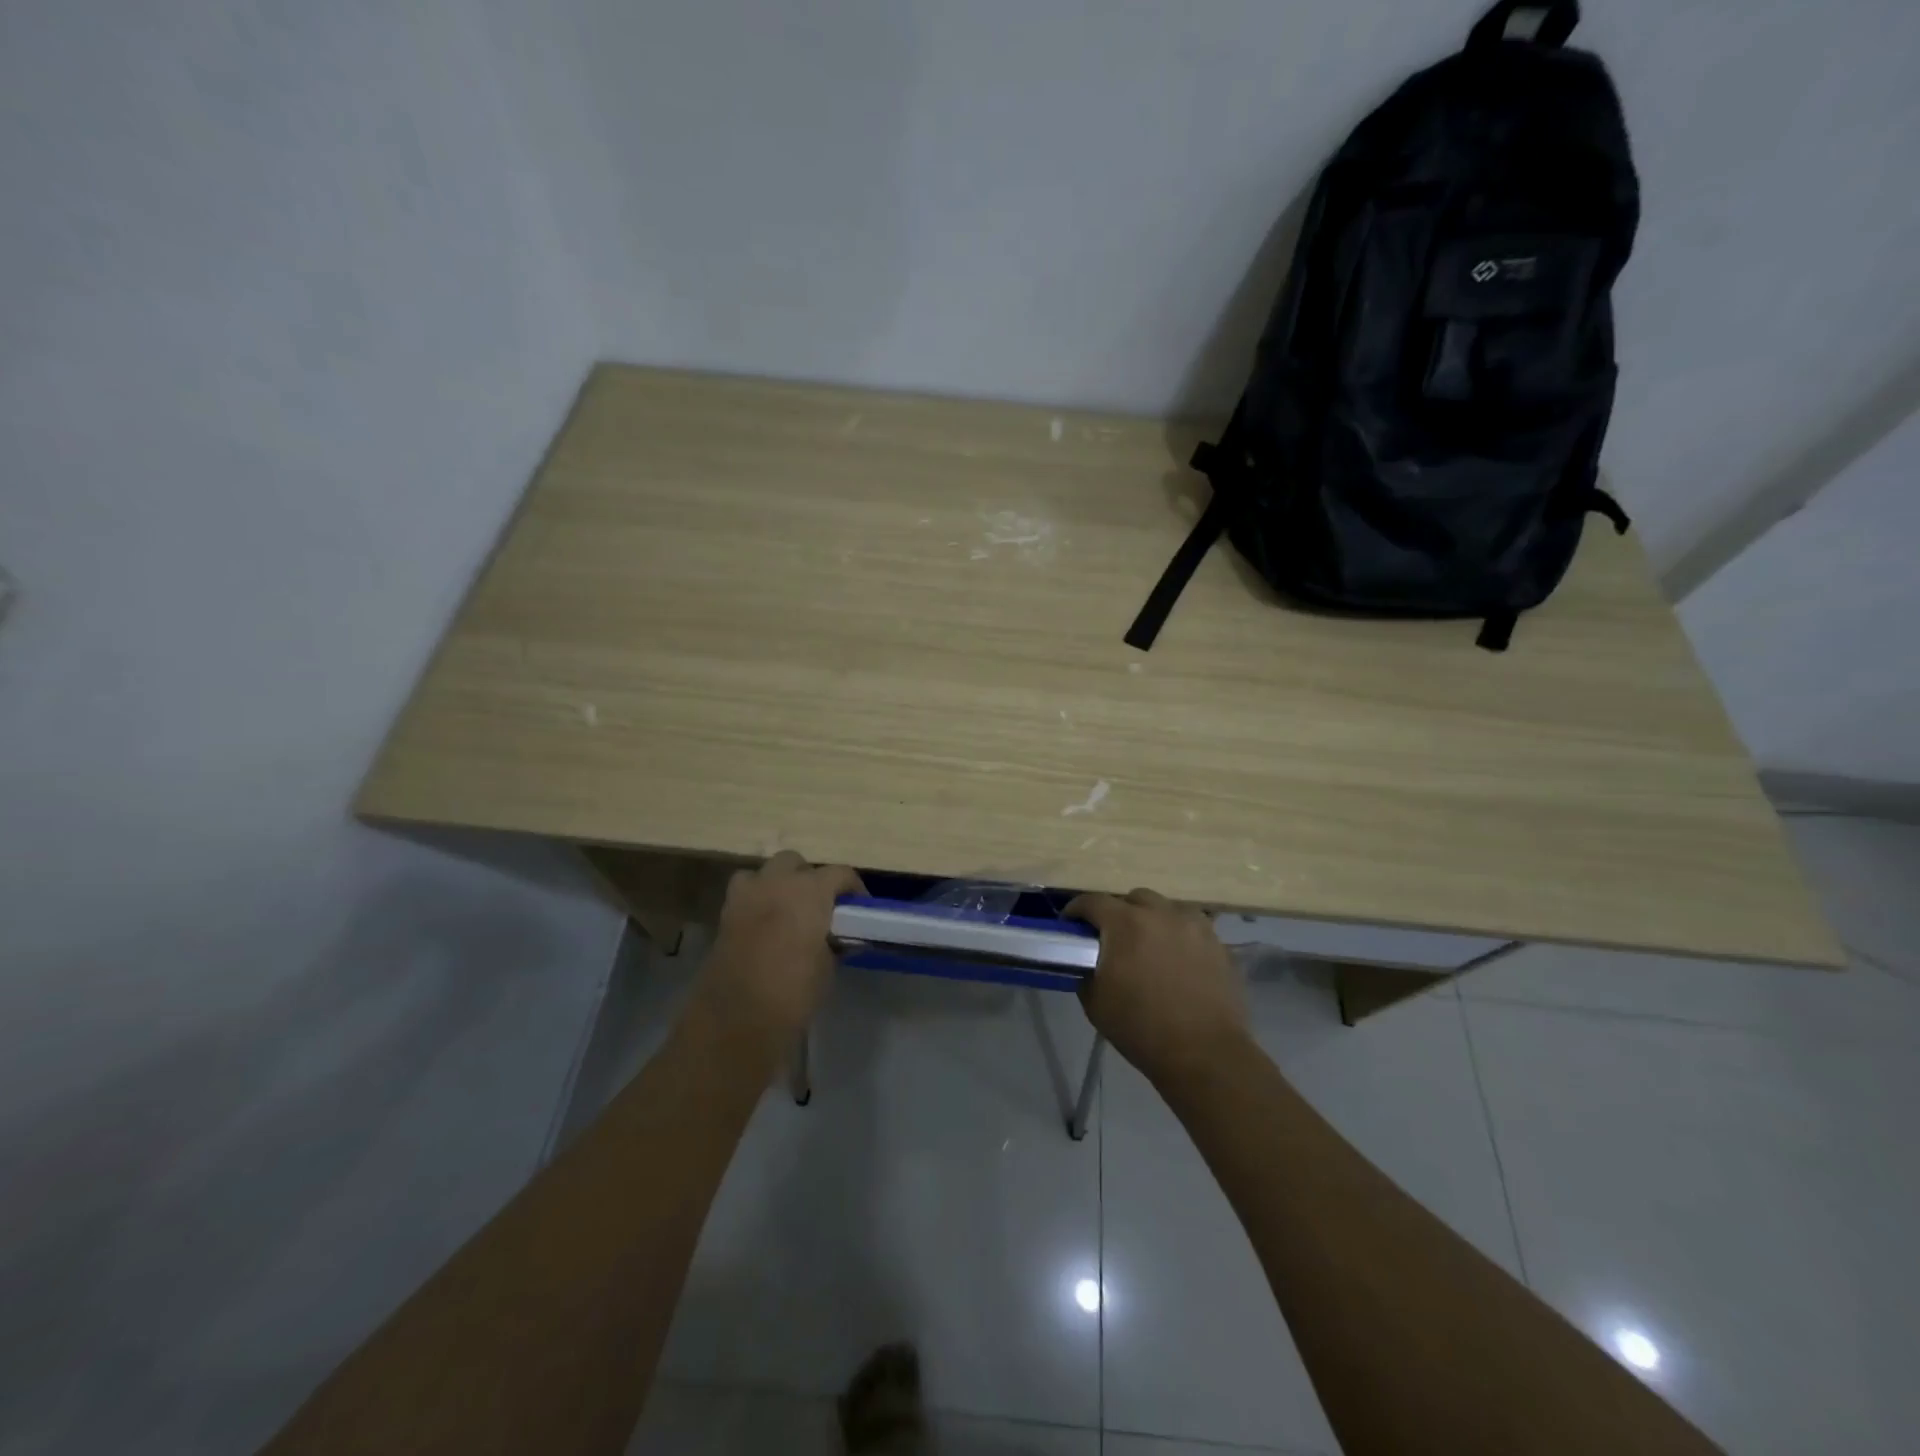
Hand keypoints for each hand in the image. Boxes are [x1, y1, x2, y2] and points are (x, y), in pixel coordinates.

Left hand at [689, 851, 864, 1055]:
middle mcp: (776, 883)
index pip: (840, 873)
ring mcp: (746, 896)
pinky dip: (756, 900)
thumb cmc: (794, 992)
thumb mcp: (827, 967)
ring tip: (789, 909)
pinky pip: (745, 894)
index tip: (860, 907)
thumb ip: (834, 943)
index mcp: (809, 891)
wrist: (737, 1020)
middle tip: (820, 905)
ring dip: (778, 883)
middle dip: (809, 877)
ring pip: (765, 872)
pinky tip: (766, 924)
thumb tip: (838, 938)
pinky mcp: (726, 915)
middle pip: (796, 862)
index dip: (853, 888)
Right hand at [1067, 888, 1247, 1085]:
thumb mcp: (1095, 1003)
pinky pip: (1191, 927)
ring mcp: (1194, 925)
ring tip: (1149, 945)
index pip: (1092, 901)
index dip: (1076, 911)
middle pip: (1132, 899)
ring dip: (1151, 919)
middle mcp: (1160, 913)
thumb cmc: (1141, 1029)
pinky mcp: (1217, 942)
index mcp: (1125, 923)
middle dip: (1118, 913)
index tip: (1070, 925)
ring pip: (1165, 908)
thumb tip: (1088, 961)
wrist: (1204, 1054)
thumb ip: (1086, 971)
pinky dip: (1178, 935)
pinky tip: (1177, 958)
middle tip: (1113, 939)